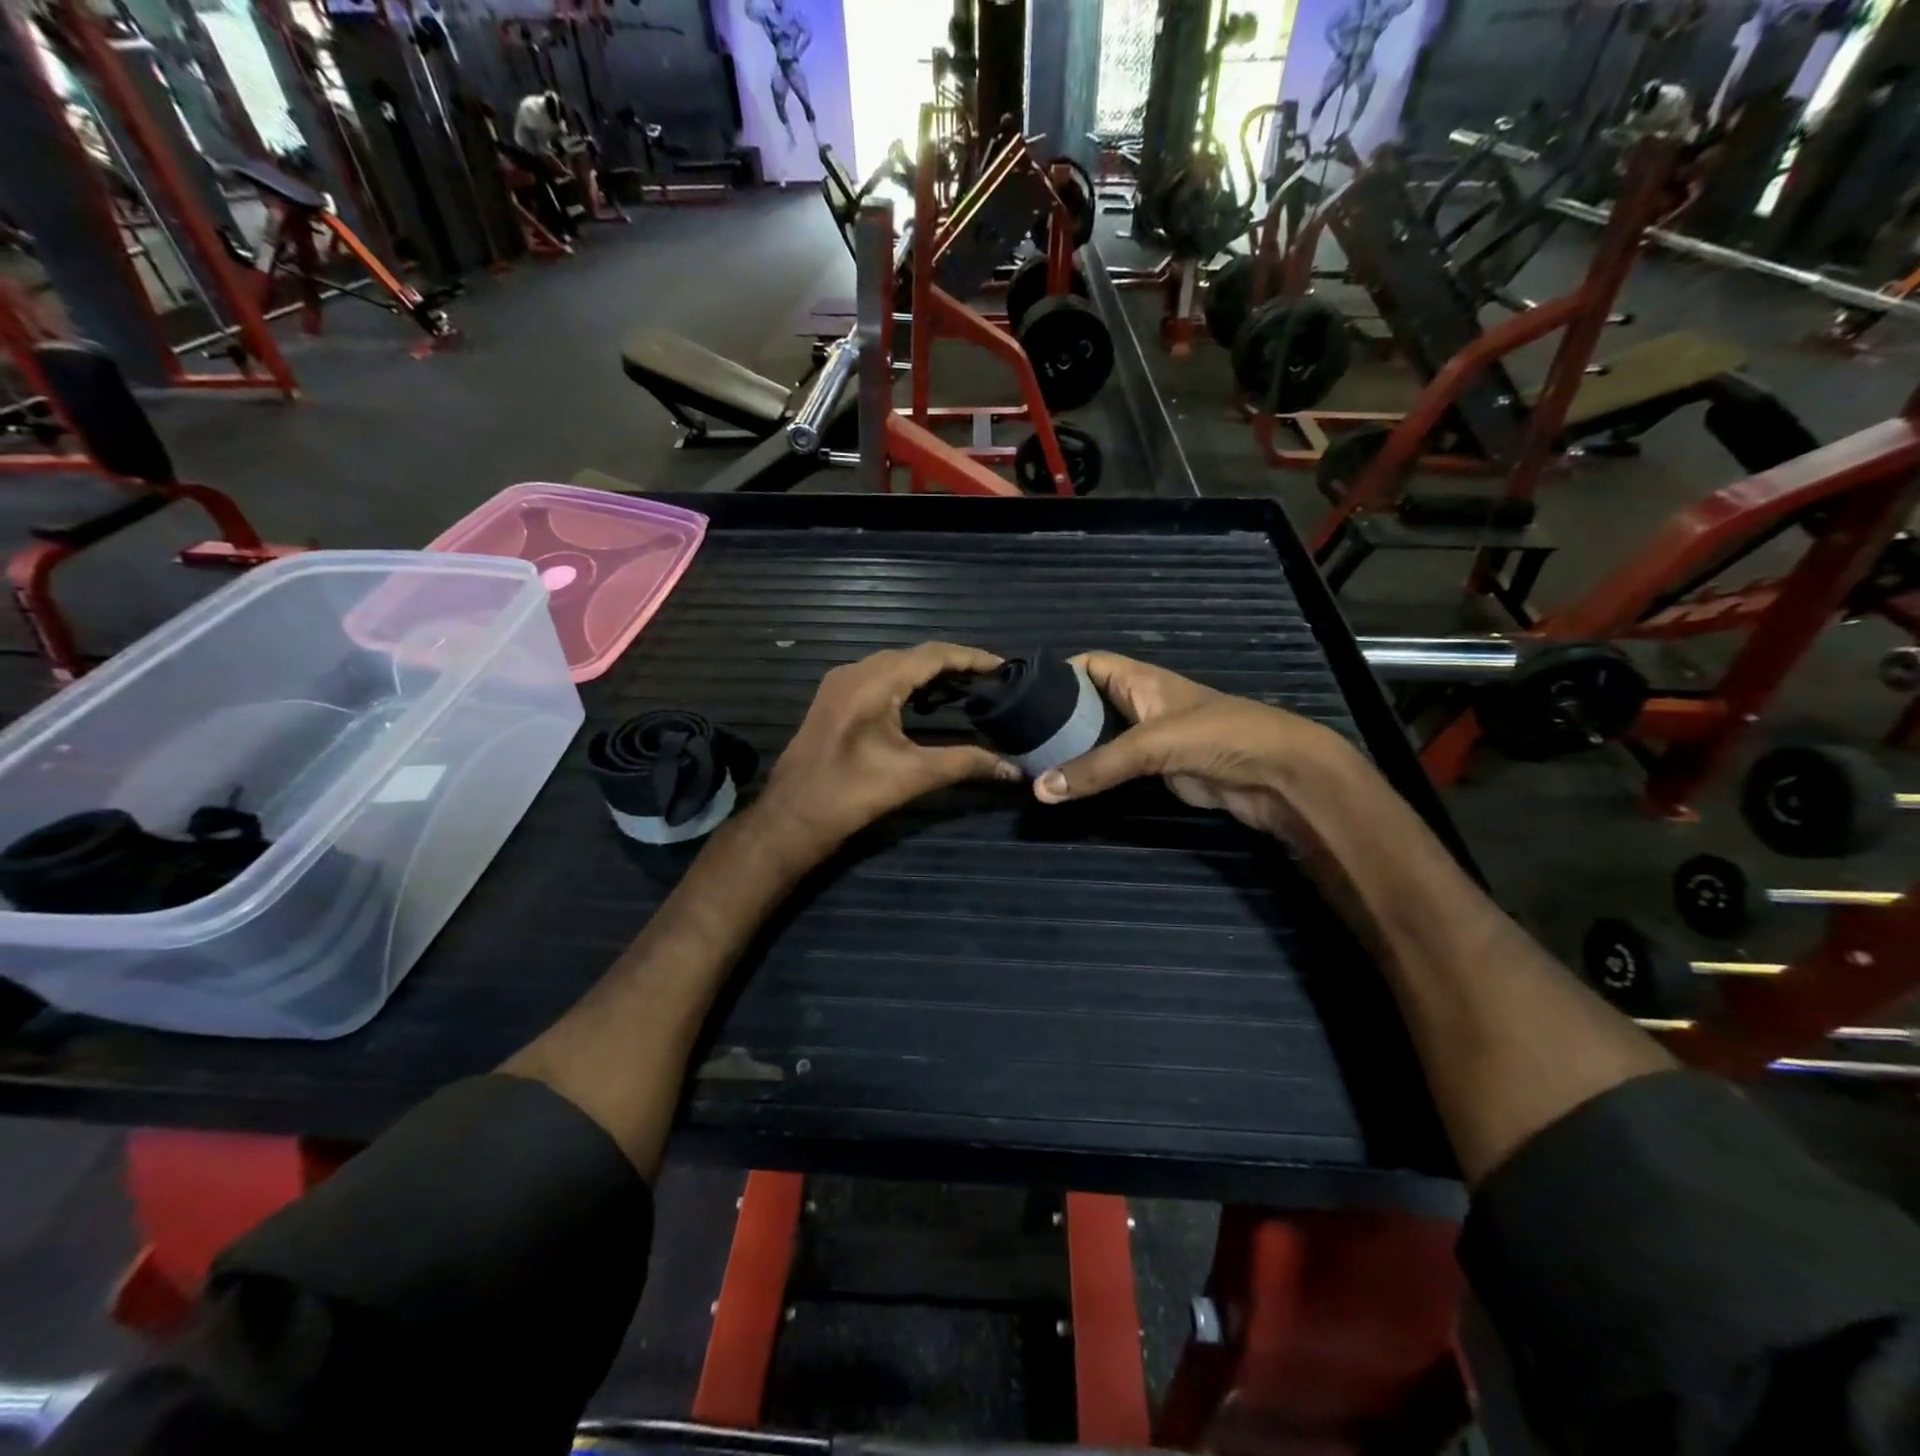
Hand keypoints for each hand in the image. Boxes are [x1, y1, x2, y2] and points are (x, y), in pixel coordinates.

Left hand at [755, 643, 1021, 863]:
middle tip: (991, 681)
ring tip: (968, 690)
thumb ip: (967, 764)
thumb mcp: (914, 776)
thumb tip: (1014, 769)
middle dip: (954, 666)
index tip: (1004, 666)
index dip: (971, 658)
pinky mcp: (834, 700)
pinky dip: (908, 685)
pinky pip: (879, 679)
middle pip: (914, 656)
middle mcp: (856, 671)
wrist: (791, 817)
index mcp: (874, 681)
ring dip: (931, 675)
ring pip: (895, 666)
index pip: (933, 655)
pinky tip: (928, 703)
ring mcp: (840, 684)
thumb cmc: (852, 793)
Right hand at [1030, 652, 1371, 840]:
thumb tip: (1039, 790)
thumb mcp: (1152, 744)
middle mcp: (1140, 705)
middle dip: (1056, 717)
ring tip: (1029, 763)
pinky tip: (1065, 785)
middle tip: (1016, 737)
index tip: (1020, 694)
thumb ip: (1097, 766)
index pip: (1089, 664)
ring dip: (1072, 751)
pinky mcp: (1157, 772)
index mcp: (1140, 680)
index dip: (1056, 672)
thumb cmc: (1218, 736)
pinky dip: (1092, 775)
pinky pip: (1114, 769)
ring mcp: (1148, 740)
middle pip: (1088, 704)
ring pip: (1099, 739)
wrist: (1278, 776)